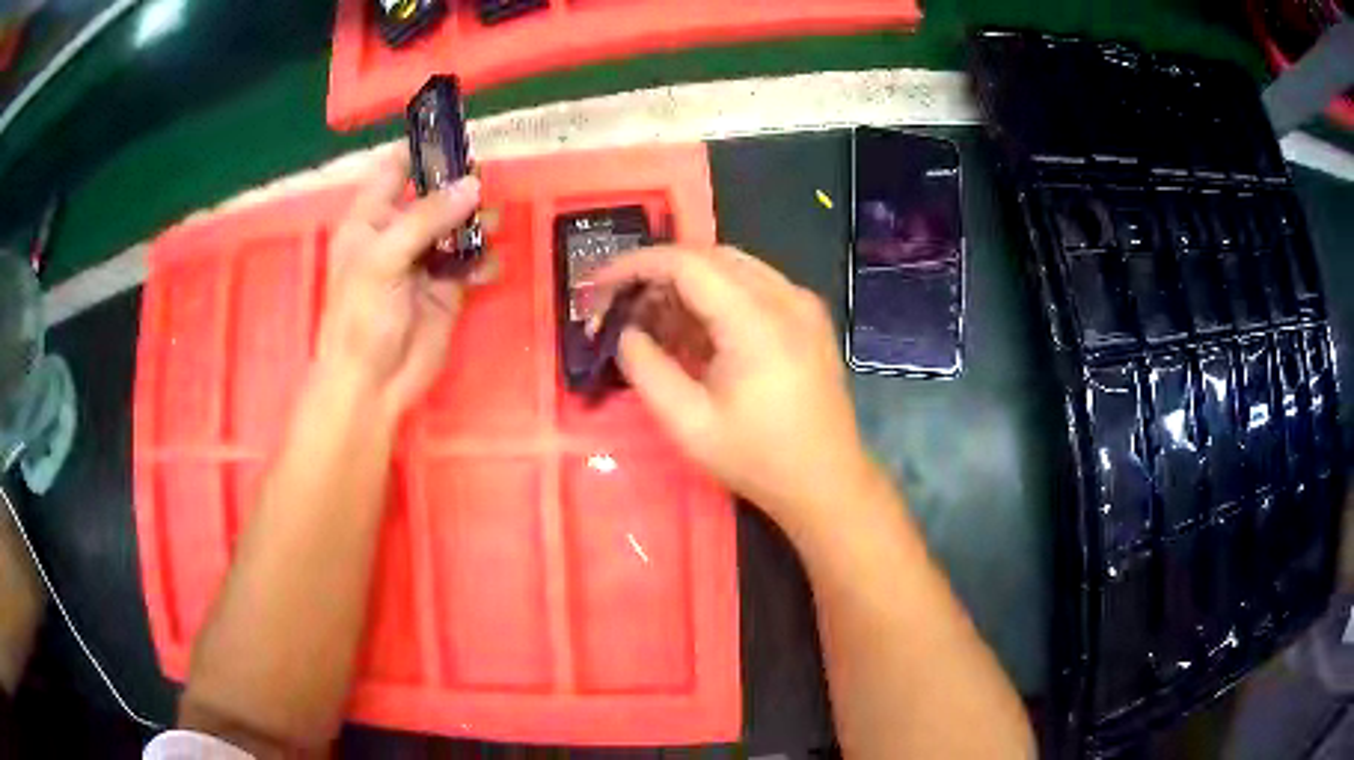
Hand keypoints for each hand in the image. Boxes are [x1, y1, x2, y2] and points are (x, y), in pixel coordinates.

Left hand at [313, 144, 482, 419]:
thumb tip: (473, 186)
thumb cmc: (361, 316)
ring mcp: (424, 260)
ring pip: (458, 226)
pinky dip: (484, 261)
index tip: (454, 135)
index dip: (420, 149)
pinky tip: (489, 267)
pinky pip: (472, 263)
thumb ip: (428, 218)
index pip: (394, 169)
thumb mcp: (385, 258)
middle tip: (487, 179)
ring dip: (478, 222)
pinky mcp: (447, 288)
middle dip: (460, 185)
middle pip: (434, 193)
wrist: (374, 383)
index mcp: (371, 218)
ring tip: (495, 224)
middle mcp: (399, 232)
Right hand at [597, 246, 874, 532]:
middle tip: (622, 307)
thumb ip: (645, 369)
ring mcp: (803, 303)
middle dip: (658, 273)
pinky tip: (695, 331)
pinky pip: (754, 285)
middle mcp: (786, 296)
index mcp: (757, 320)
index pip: (686, 263)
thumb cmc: (758, 460)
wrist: (827, 482)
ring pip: (732, 267)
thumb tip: (625, 332)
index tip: (598, 285)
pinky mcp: (809, 317)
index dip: (635, 266)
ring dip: (687, 284)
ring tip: (653, 322)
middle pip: (709, 257)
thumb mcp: (688, 423)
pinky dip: (717, 296)